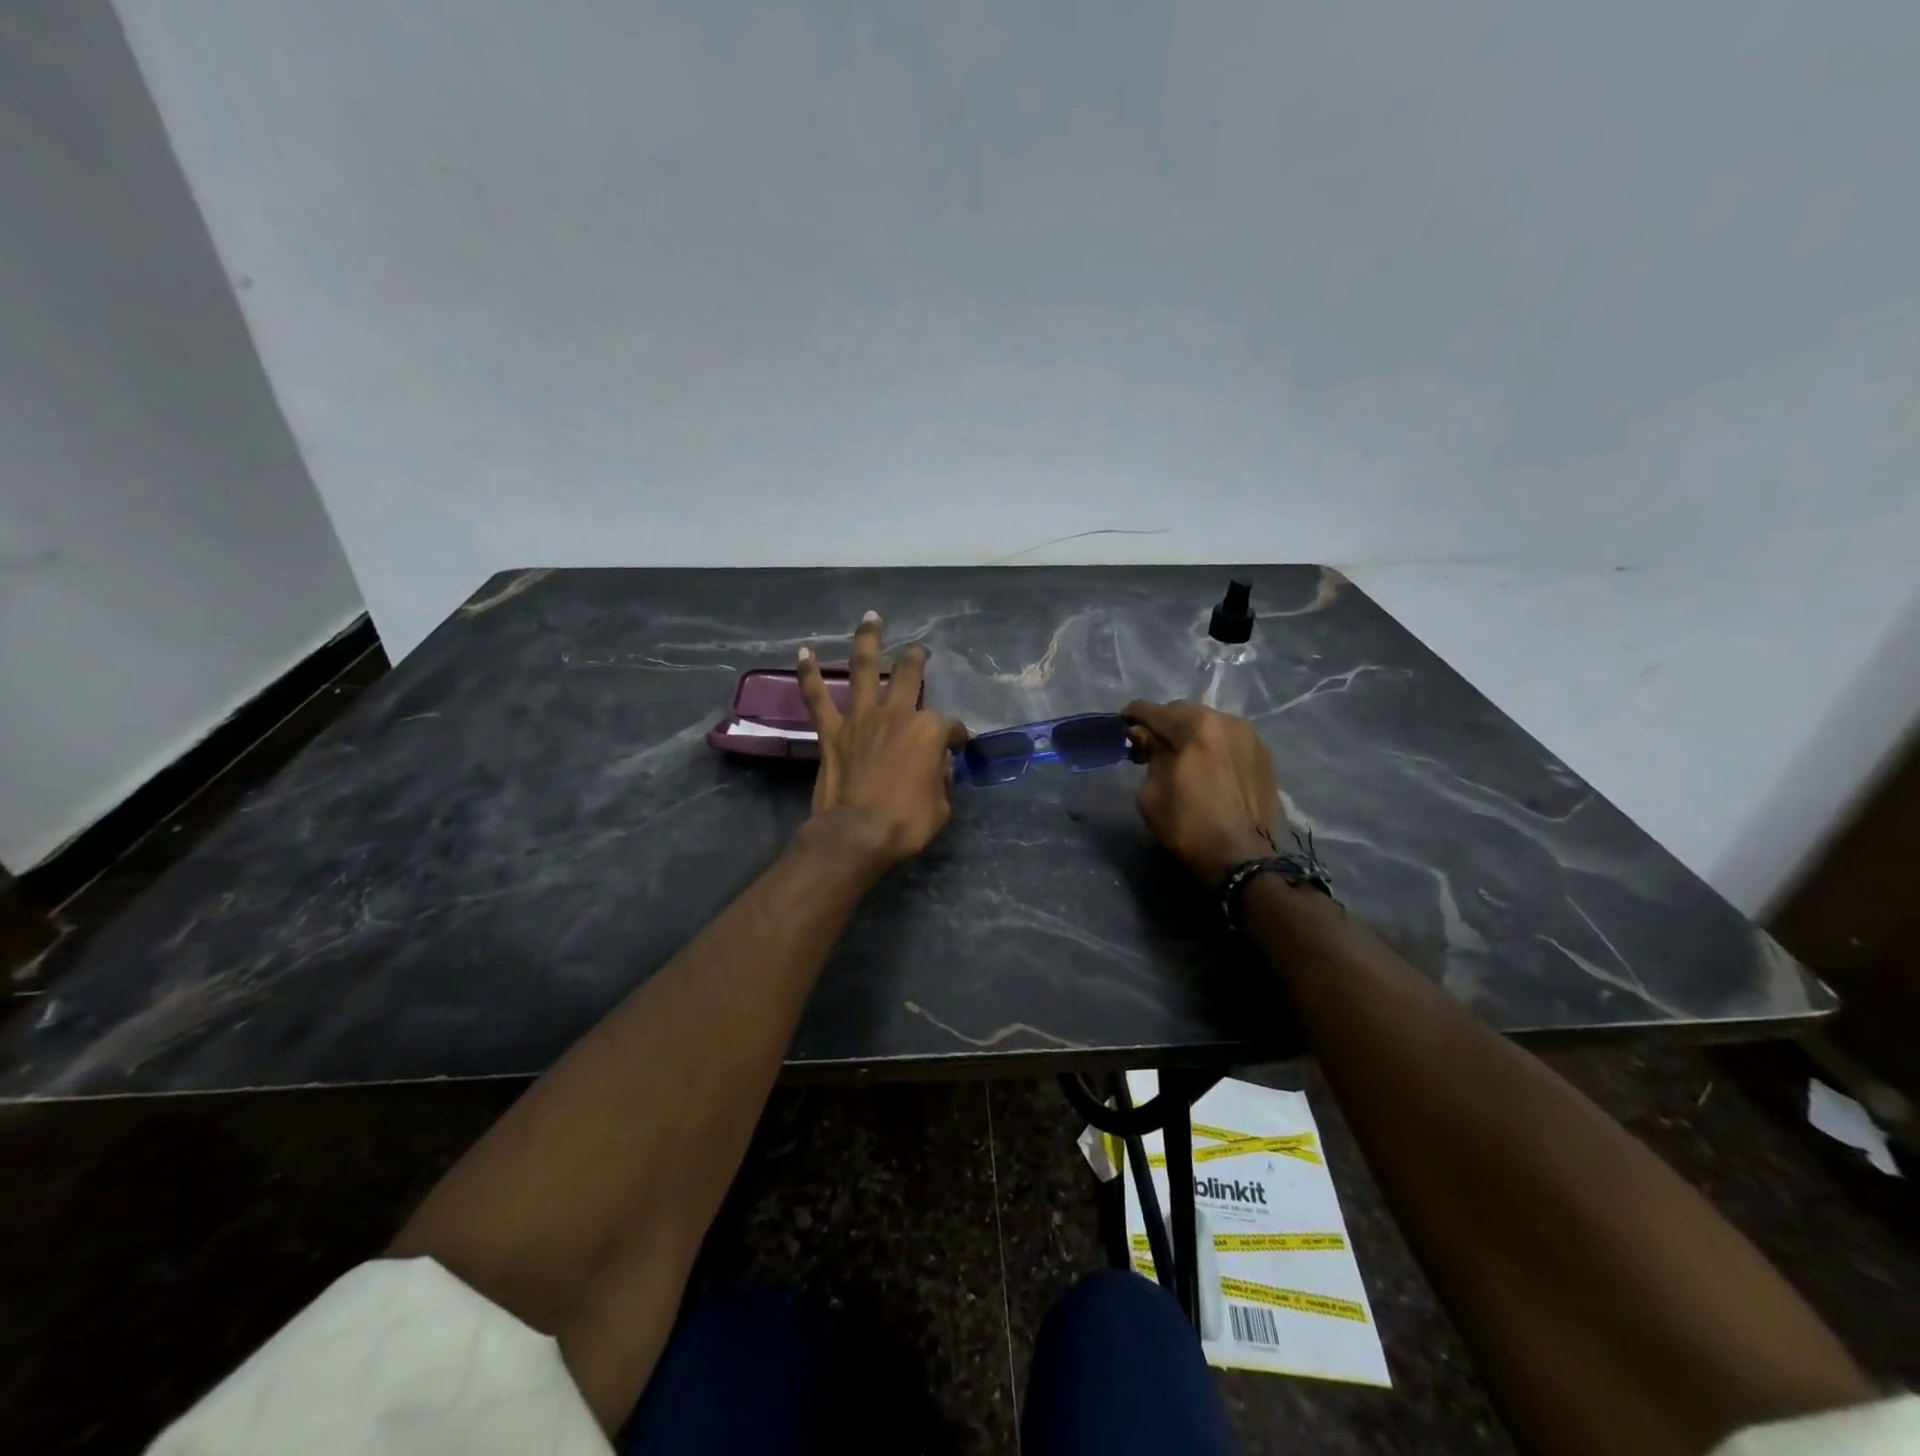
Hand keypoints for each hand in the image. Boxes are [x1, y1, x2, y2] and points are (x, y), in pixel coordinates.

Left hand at [797, 611, 967, 868]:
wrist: (858, 834)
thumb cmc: (907, 823)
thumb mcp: (941, 805)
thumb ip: (939, 778)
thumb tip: (934, 769)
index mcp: (929, 731)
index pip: (950, 726)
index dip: (955, 737)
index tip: (955, 748)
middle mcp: (897, 714)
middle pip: (910, 676)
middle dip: (918, 660)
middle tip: (921, 651)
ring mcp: (862, 718)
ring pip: (864, 668)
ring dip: (868, 640)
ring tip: (871, 618)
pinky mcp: (832, 731)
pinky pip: (817, 696)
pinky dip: (808, 674)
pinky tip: (803, 652)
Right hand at [1122, 699, 1286, 887]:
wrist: (1244, 859)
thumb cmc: (1188, 826)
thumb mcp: (1152, 793)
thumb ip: (1149, 754)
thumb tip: (1144, 735)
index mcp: (1195, 726)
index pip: (1153, 710)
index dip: (1132, 716)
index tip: (1121, 725)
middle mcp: (1226, 721)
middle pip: (1184, 712)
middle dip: (1164, 725)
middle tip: (1150, 745)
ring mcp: (1250, 737)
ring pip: (1210, 724)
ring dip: (1191, 734)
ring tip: (1182, 756)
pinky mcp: (1265, 755)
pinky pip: (1229, 741)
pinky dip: (1214, 747)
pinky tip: (1208, 767)